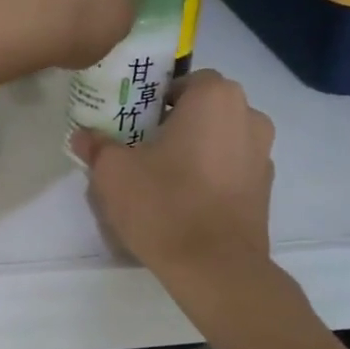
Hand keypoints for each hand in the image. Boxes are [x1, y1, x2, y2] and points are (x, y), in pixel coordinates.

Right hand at [71, 71, 276, 276]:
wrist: (215, 268)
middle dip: (176, 122)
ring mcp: (263, 154)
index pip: (183, 81)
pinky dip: (212, 174)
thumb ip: (98, 146)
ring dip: (196, 147)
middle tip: (143, 147)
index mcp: (215, 98)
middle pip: (204, 108)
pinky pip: (232, 167)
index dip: (155, 98)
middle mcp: (248, 116)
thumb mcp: (113, 172)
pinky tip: (187, 199)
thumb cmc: (164, 204)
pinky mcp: (266, 188)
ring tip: (164, 176)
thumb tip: (83, 135)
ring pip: (221, 137)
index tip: (133, 122)